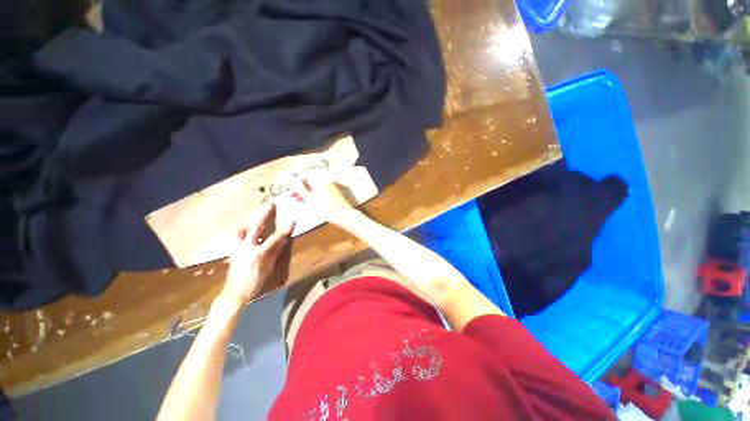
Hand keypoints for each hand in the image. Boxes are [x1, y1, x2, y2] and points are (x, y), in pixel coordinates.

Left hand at [217, 203, 294, 310]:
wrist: (235, 292)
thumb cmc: (256, 281)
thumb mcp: (269, 267)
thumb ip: (275, 251)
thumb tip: (283, 239)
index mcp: (259, 253)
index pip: (275, 238)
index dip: (285, 229)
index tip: (292, 220)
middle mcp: (247, 247)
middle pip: (256, 227)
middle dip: (264, 215)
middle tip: (270, 204)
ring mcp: (238, 248)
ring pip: (242, 230)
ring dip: (249, 222)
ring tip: (255, 218)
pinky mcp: (233, 250)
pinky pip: (237, 236)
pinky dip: (242, 231)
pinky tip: (246, 232)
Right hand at [287, 178, 354, 224]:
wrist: (345, 216)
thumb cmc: (327, 209)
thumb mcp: (311, 200)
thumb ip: (300, 189)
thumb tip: (290, 178)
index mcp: (320, 180)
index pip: (304, 175)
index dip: (295, 182)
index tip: (289, 190)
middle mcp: (325, 180)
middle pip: (309, 180)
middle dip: (299, 187)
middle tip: (290, 197)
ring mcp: (329, 186)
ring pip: (313, 186)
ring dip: (304, 191)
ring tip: (296, 200)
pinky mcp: (331, 192)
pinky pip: (319, 190)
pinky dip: (312, 194)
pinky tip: (306, 201)